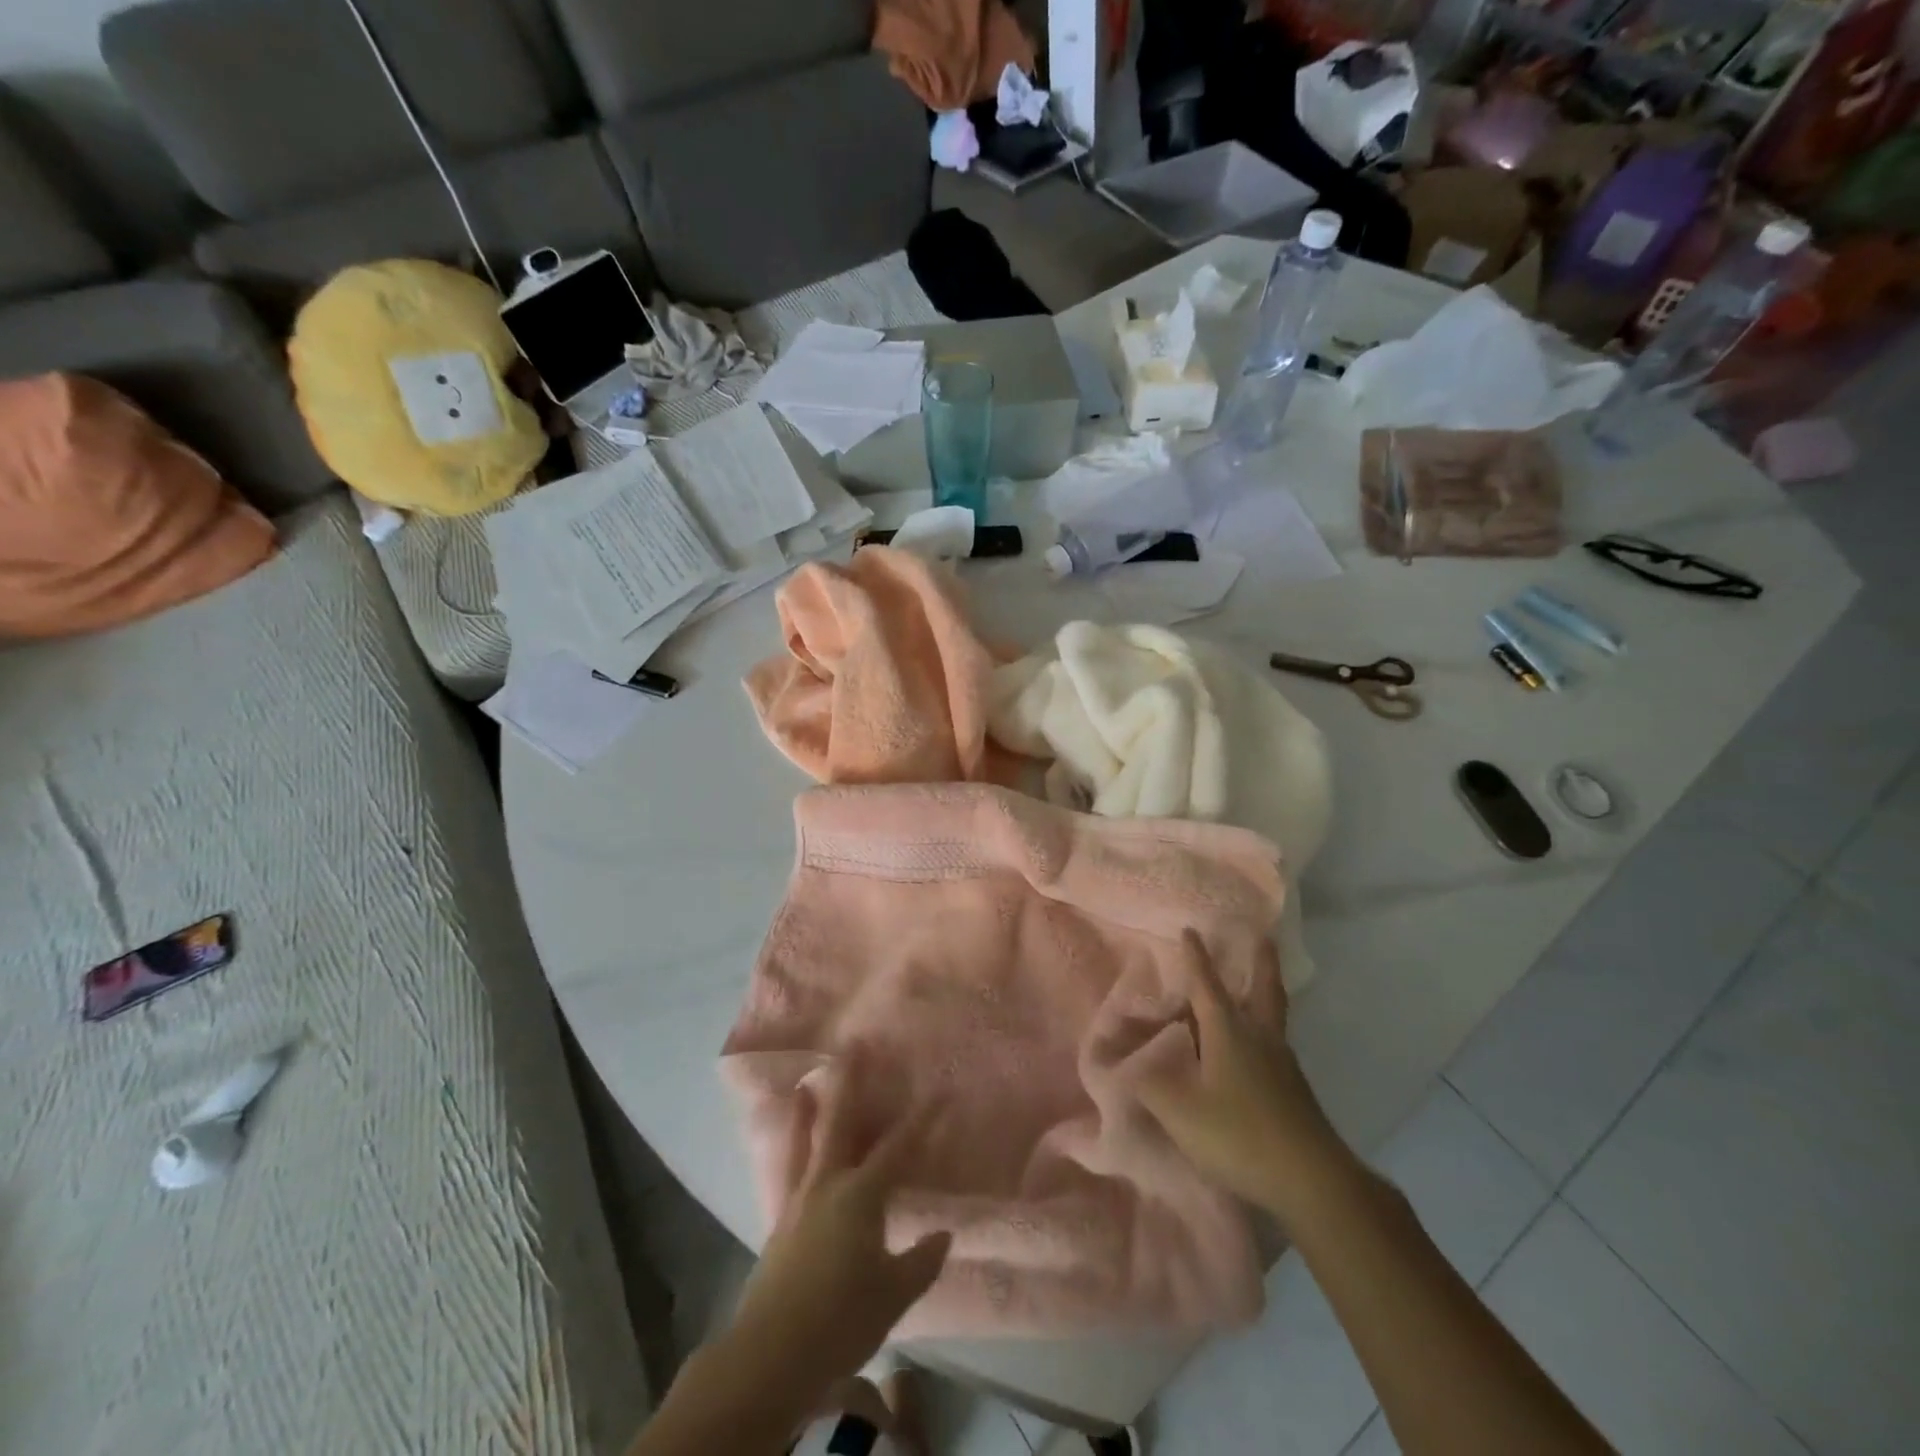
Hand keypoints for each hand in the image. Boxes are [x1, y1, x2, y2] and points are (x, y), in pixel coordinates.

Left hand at [722, 1075, 950, 1409]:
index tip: (938, 1091)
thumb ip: (920, 1261)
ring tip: (805, 1081)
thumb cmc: (841, 1320)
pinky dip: (791, 1149)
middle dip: (850, 1083)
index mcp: (860, 1195)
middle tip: (853, 1046)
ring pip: (805, 1142)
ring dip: (808, 1109)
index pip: (898, 1148)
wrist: (771, 1354)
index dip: (921, 1120)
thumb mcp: (892, 1295)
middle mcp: (828, 1184)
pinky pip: (789, 1170)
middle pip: (841, 1123)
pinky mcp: (780, 1221)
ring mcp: (799, 1200)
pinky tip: (792, 1145)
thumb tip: (943, 1233)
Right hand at [1139, 932, 1354, 1223]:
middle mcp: (1259, 1037)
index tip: (1190, 929)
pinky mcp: (1294, 1090)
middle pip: (1263, 989)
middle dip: (1262, 961)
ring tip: (1254, 985)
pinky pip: (1274, 1044)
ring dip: (1263, 993)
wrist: (1312, 1181)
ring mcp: (1282, 1063)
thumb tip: (1122, 1064)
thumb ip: (1147, 1084)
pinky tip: (1252, 1048)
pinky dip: (1262, 1030)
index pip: (1207, 985)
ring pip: (1271, 1016)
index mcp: (1229, 1032)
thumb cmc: (1239, 1134)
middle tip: (1264, 936)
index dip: (1196, 958)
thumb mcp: (1180, 1111)